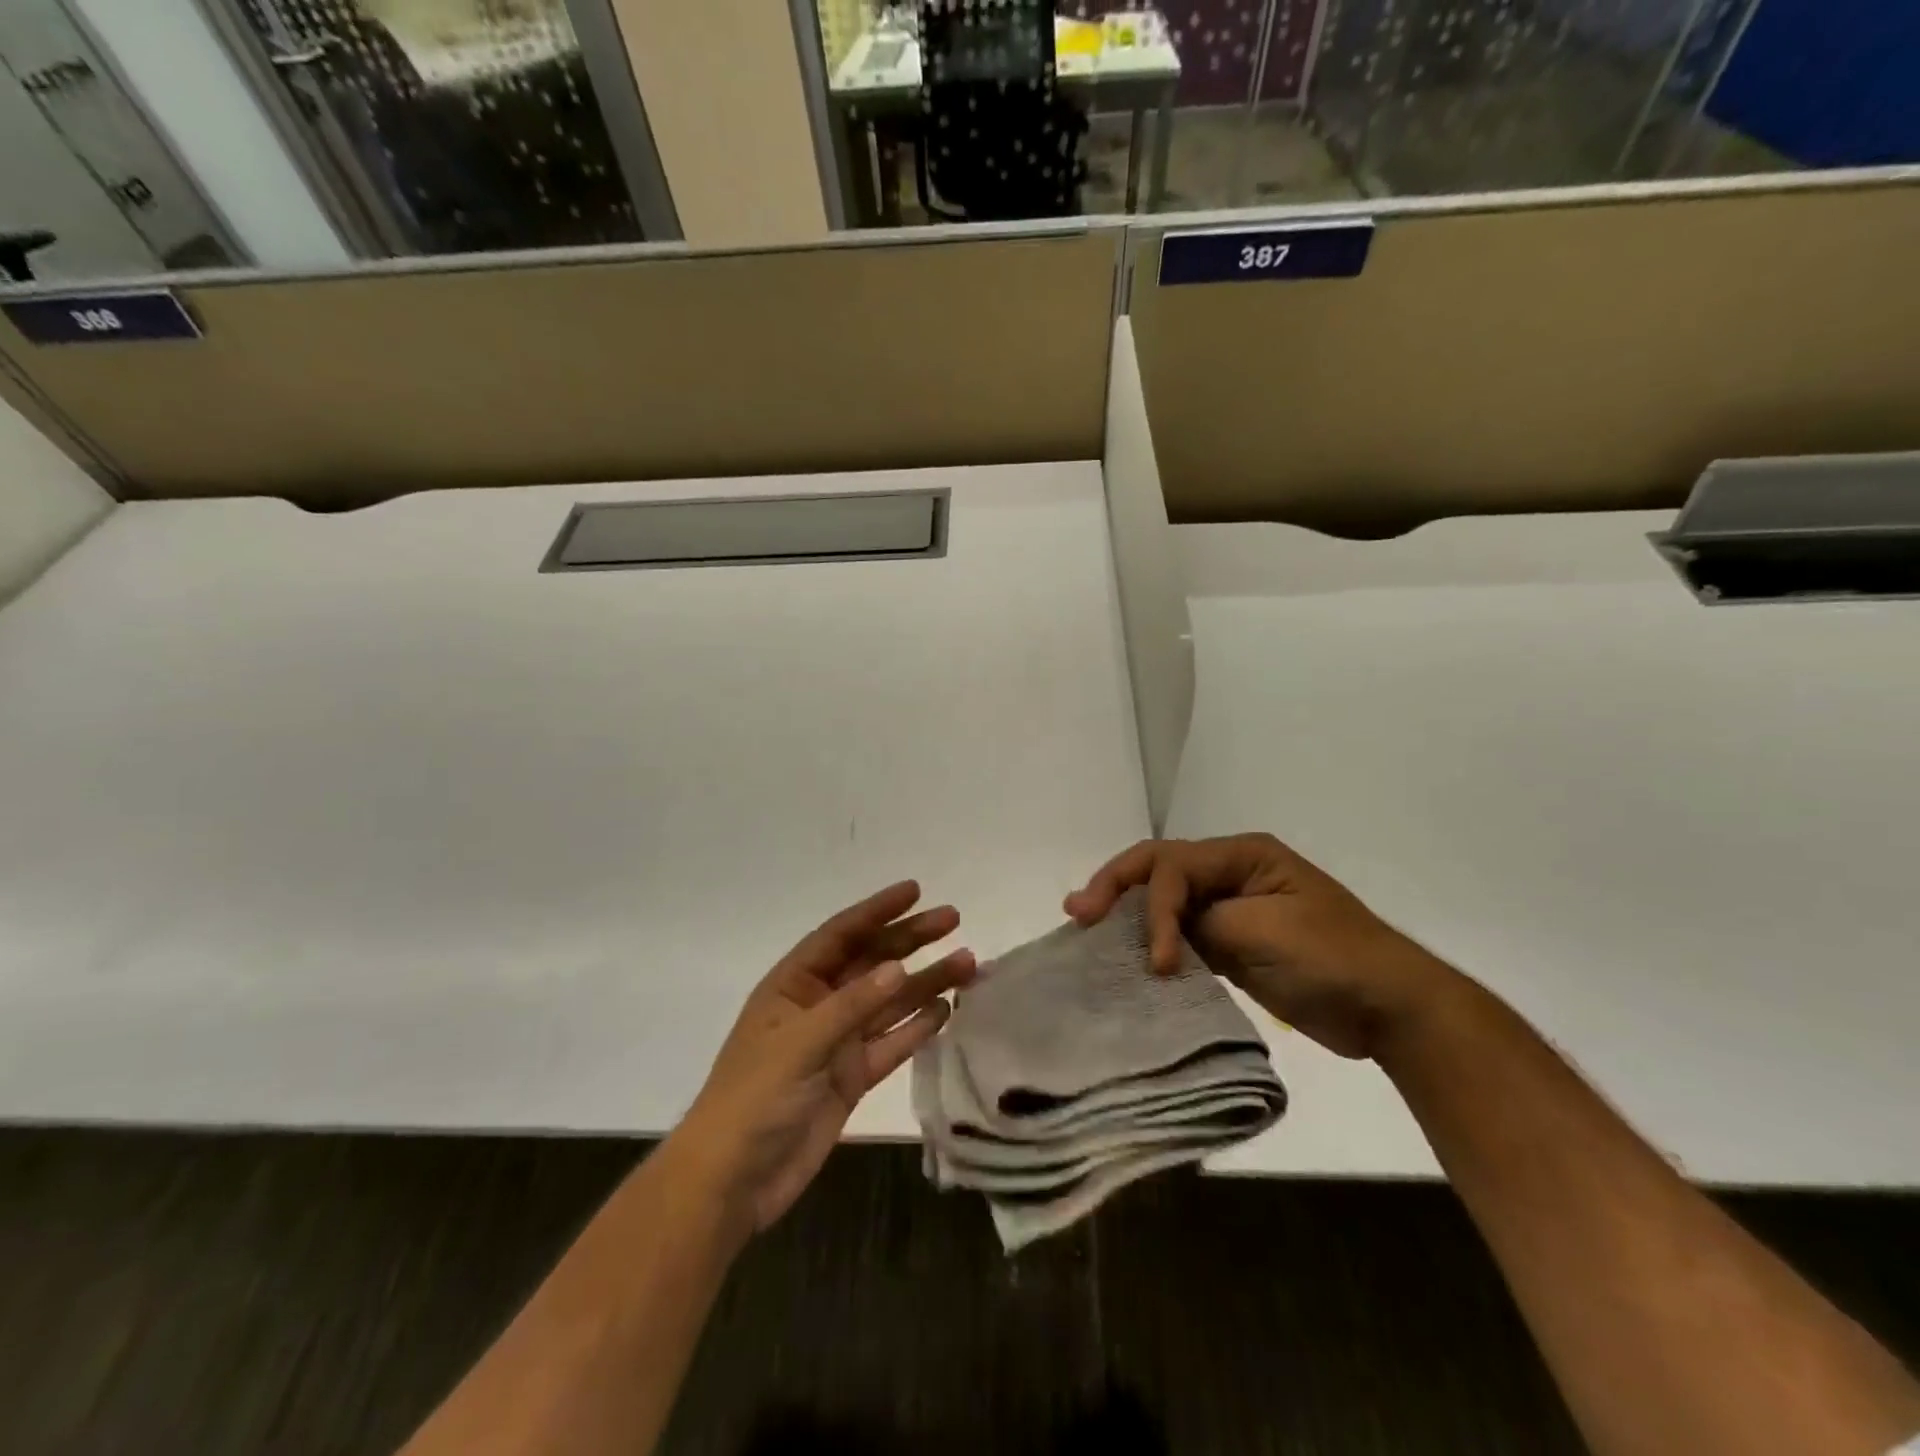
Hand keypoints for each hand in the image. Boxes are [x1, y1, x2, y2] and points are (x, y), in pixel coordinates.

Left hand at [674, 882, 974, 1236]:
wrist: (733, 1182)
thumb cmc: (754, 1098)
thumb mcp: (800, 1044)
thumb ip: (852, 1006)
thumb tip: (898, 968)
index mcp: (793, 985)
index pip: (840, 934)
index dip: (877, 910)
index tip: (915, 890)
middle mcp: (819, 1005)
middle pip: (871, 962)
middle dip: (910, 940)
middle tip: (953, 919)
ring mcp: (837, 1041)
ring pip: (889, 1001)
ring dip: (925, 981)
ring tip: (967, 963)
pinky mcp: (852, 1076)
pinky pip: (891, 1042)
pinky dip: (917, 1026)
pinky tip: (946, 1009)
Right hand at [1064, 834, 1460, 1060]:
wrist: (1389, 1008)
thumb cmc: (1331, 959)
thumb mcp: (1261, 931)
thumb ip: (1202, 922)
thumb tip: (1164, 933)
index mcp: (1242, 855)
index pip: (1173, 866)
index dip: (1152, 907)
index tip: (1154, 961)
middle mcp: (1231, 873)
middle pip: (1160, 871)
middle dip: (1117, 888)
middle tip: (1076, 912)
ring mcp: (1231, 908)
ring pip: (1165, 902)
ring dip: (1130, 916)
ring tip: (1088, 931)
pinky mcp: (1233, 943)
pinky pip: (1182, 936)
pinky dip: (1154, 944)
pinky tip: (1130, 958)